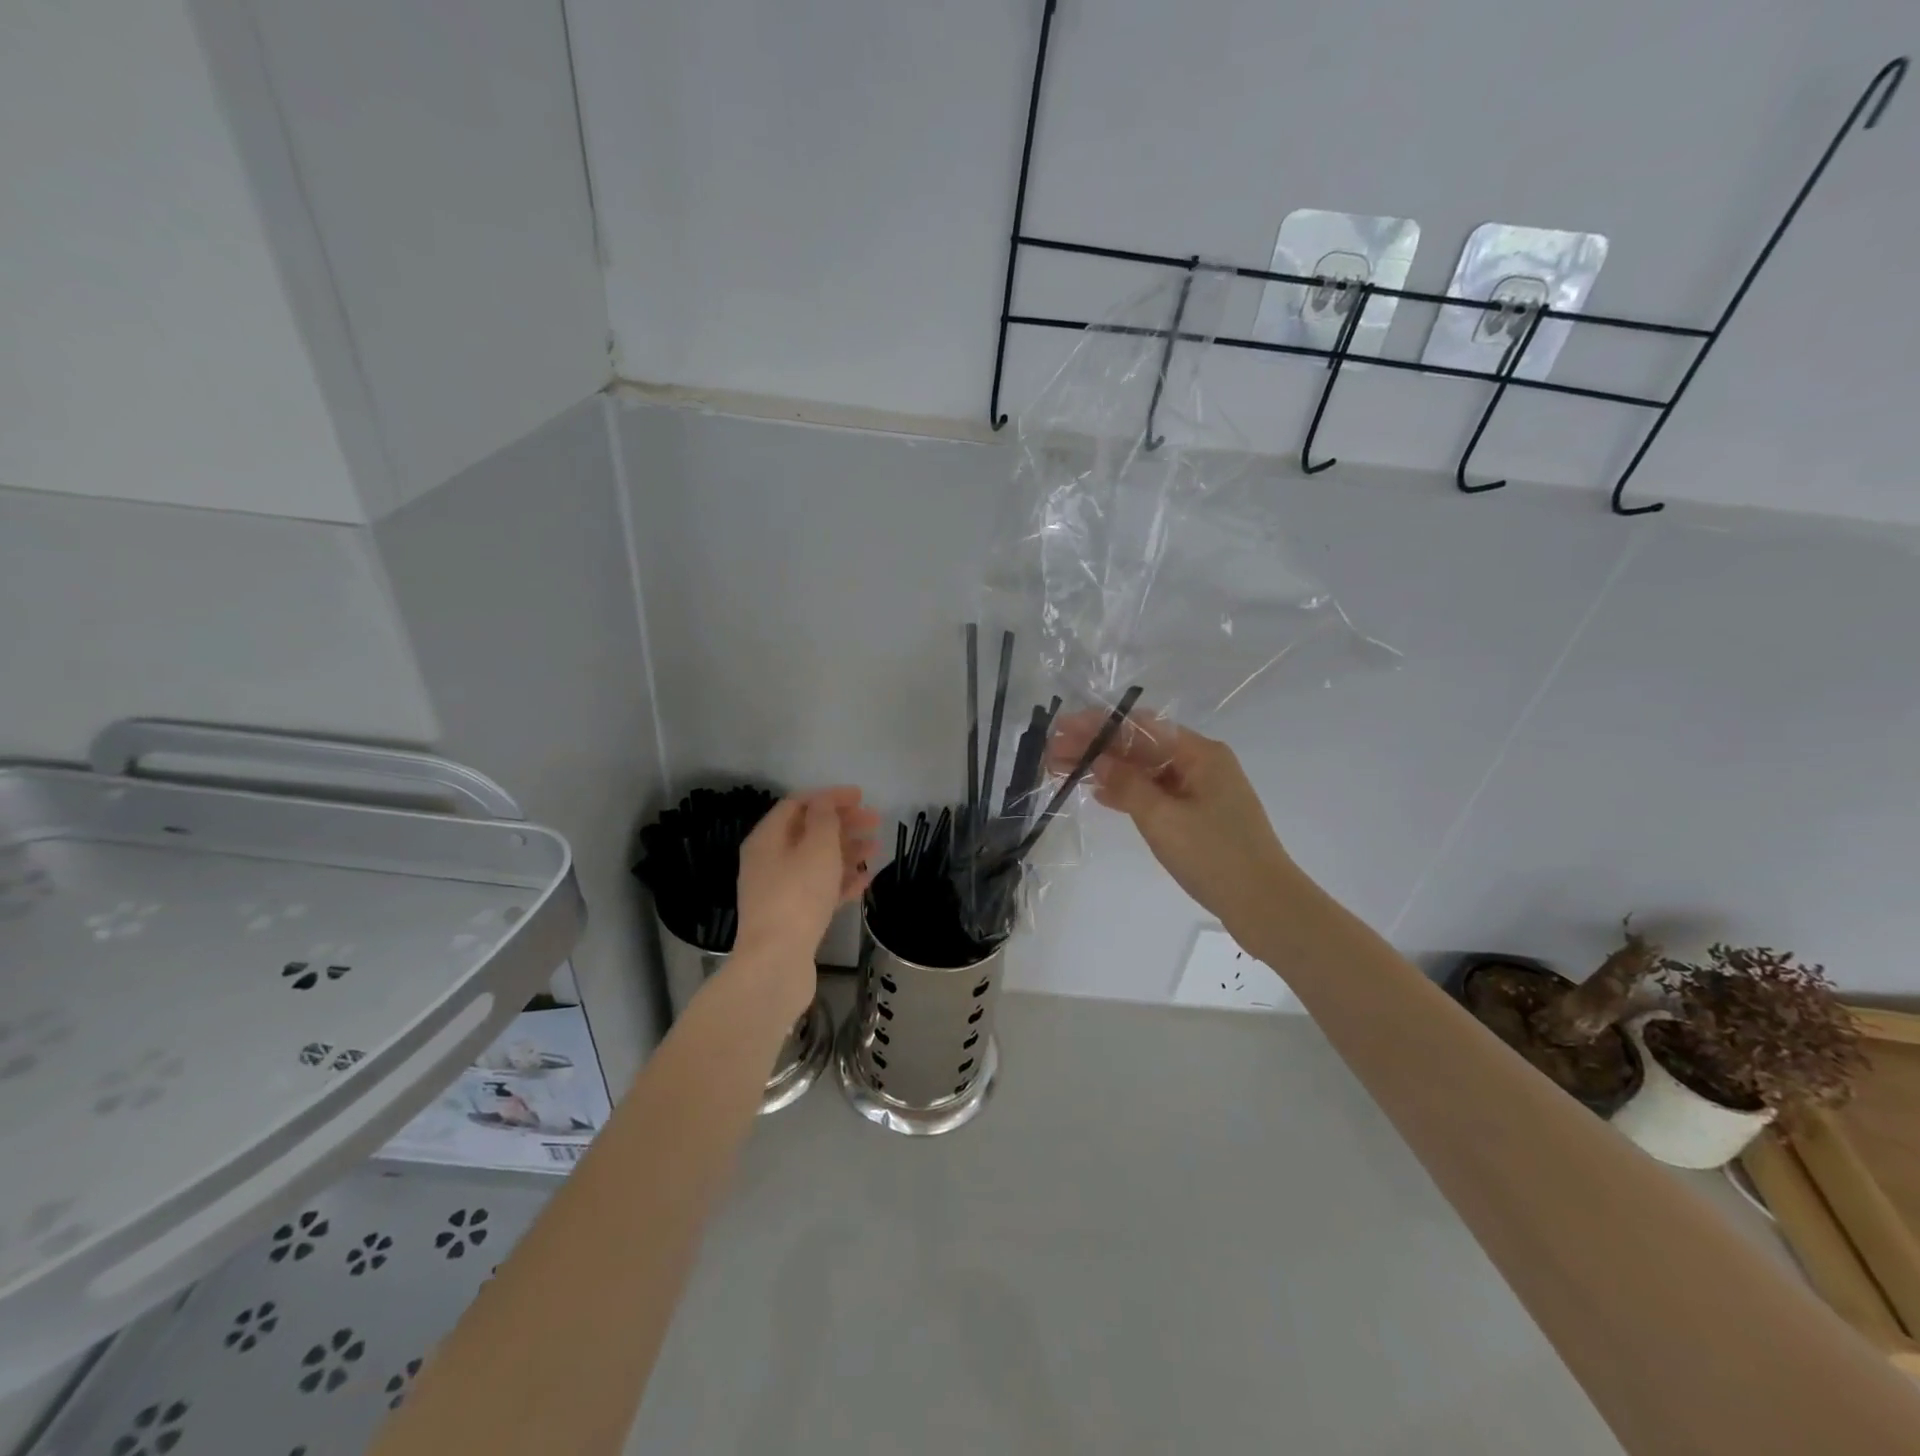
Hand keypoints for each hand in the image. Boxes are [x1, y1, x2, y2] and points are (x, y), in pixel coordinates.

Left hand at [735, 789, 879, 1012]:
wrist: (776, 962)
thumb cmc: (798, 896)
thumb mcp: (817, 848)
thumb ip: (824, 819)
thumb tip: (824, 802)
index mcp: (767, 839)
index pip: (797, 804)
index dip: (830, 797)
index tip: (861, 797)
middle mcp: (768, 861)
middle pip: (808, 832)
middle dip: (843, 824)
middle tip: (875, 822)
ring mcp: (779, 891)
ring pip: (816, 862)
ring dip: (846, 852)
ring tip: (875, 850)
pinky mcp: (792, 917)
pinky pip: (818, 890)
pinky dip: (840, 882)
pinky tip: (864, 882)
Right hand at [1049, 713, 1296, 940]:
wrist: (1264, 906)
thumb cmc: (1215, 856)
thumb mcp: (1163, 818)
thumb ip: (1127, 784)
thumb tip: (1097, 759)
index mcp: (1200, 754)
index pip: (1141, 728)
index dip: (1099, 725)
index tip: (1062, 728)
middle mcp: (1202, 764)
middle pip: (1141, 747)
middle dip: (1097, 747)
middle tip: (1053, 751)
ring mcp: (1201, 790)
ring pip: (1145, 771)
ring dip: (1107, 769)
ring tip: (1065, 769)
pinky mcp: (1198, 816)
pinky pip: (1155, 793)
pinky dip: (1127, 792)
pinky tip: (1099, 793)